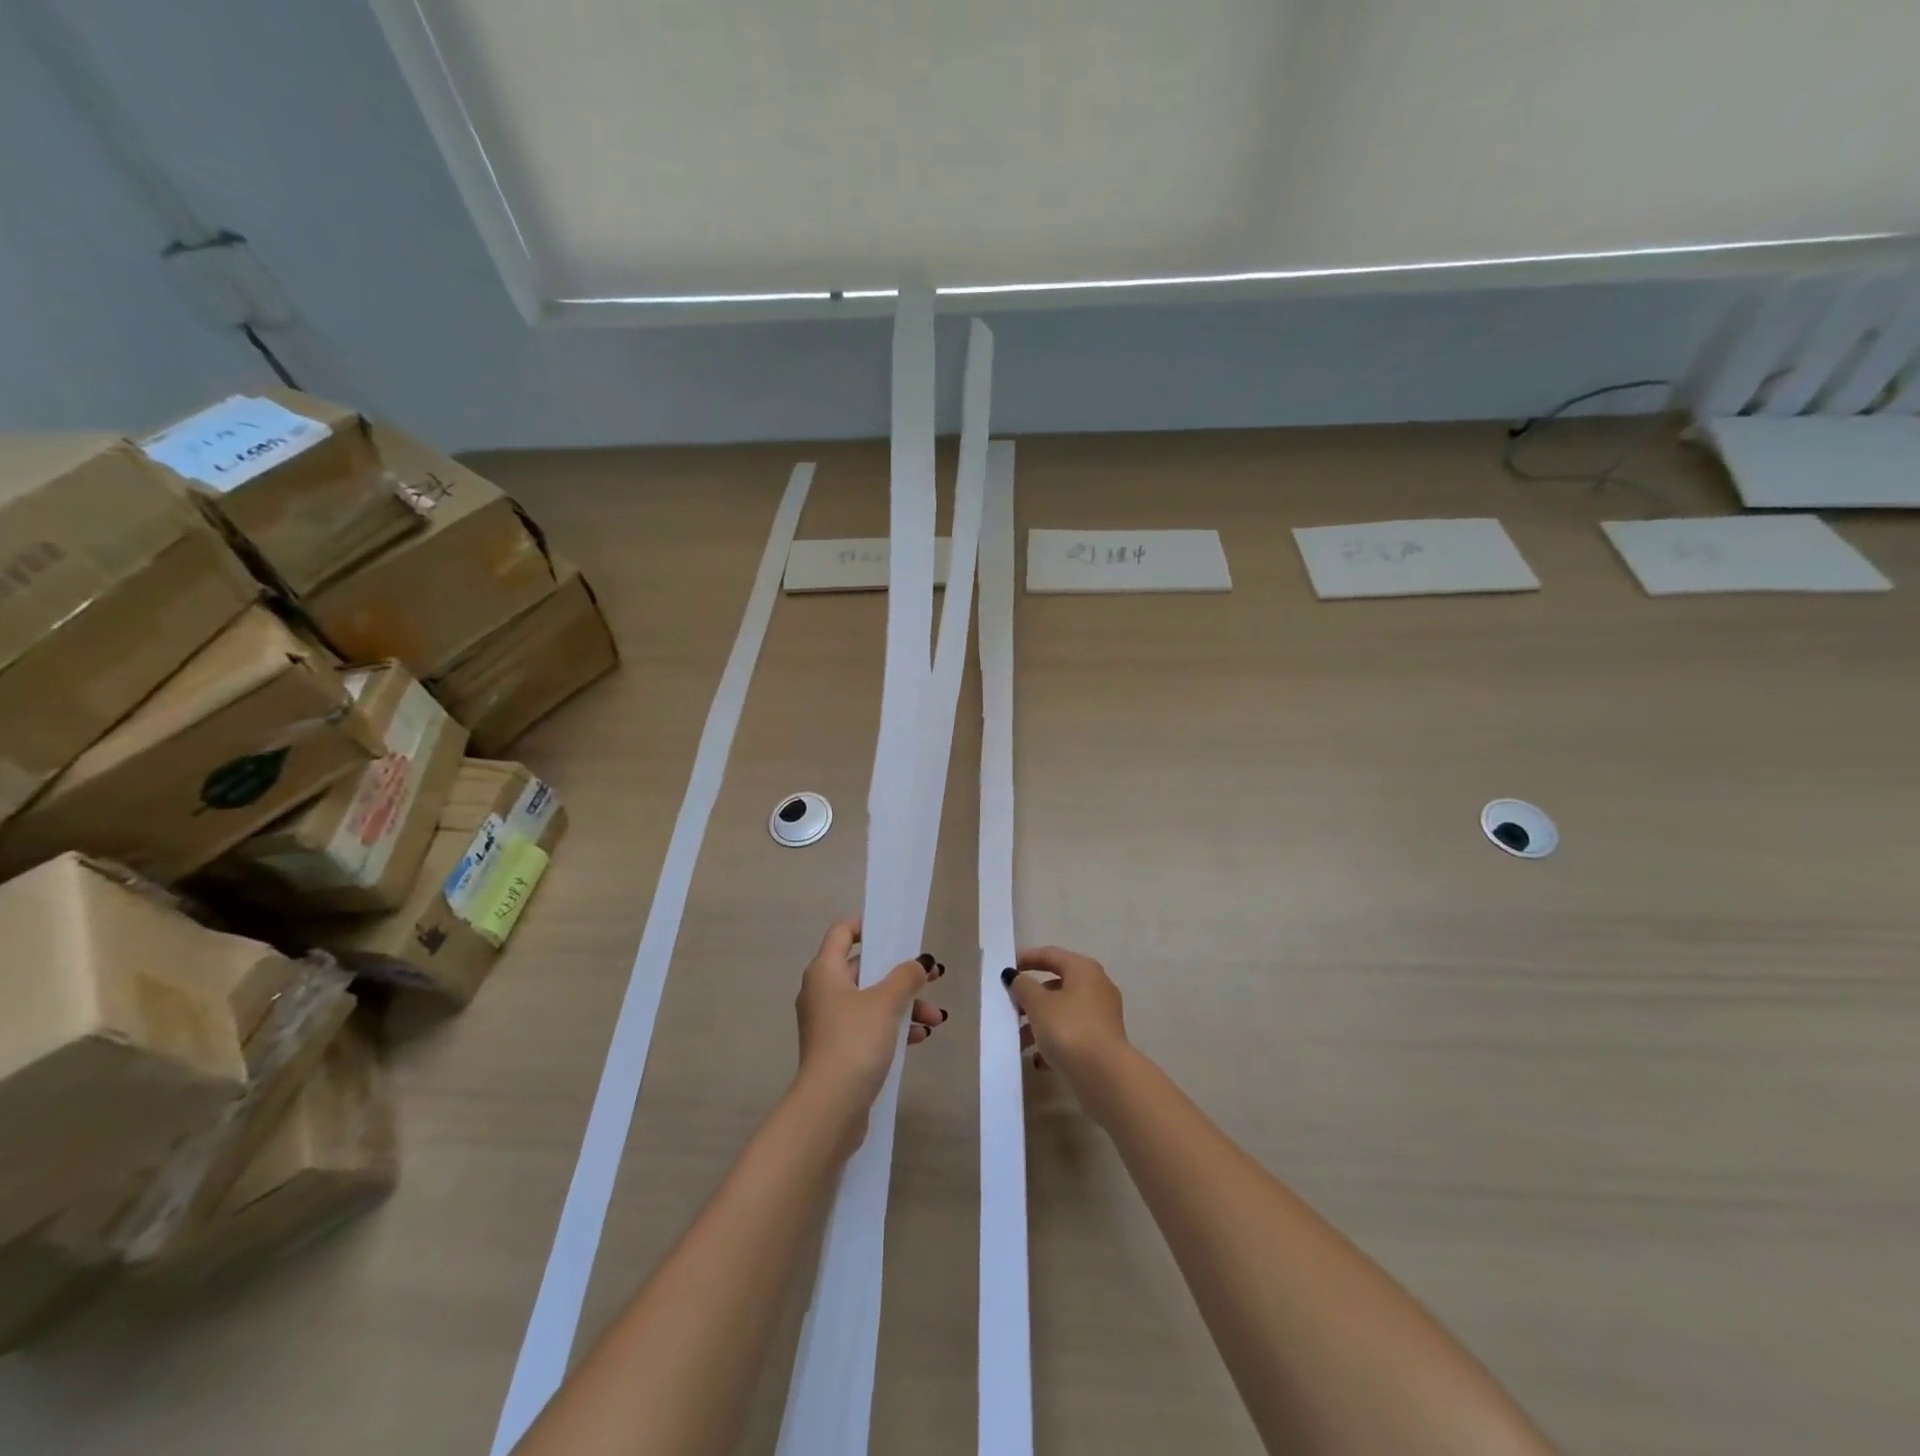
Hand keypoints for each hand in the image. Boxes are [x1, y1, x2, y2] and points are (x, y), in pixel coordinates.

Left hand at [795, 918, 945, 1131]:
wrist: (830, 1107)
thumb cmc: (854, 1041)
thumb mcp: (886, 1002)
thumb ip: (907, 975)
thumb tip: (920, 962)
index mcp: (825, 971)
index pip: (843, 931)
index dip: (868, 926)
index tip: (898, 932)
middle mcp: (822, 992)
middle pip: (864, 968)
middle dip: (902, 975)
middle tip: (932, 979)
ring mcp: (829, 1023)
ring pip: (871, 1000)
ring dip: (905, 1005)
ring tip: (936, 1019)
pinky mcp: (838, 1049)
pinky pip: (869, 1026)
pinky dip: (893, 1027)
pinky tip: (919, 1038)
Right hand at [1001, 946, 1129, 1088]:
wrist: (1105, 1076)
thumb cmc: (1069, 1029)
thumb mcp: (1039, 1005)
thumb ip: (1023, 986)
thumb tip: (1014, 976)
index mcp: (1084, 970)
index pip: (1051, 954)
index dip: (1027, 958)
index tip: (1005, 968)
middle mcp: (1097, 987)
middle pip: (1057, 985)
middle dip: (1031, 997)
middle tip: (1009, 1006)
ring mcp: (1102, 1015)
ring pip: (1063, 1012)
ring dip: (1039, 1023)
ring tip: (1018, 1041)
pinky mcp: (1102, 1042)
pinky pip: (1072, 1034)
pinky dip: (1054, 1042)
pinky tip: (1038, 1060)